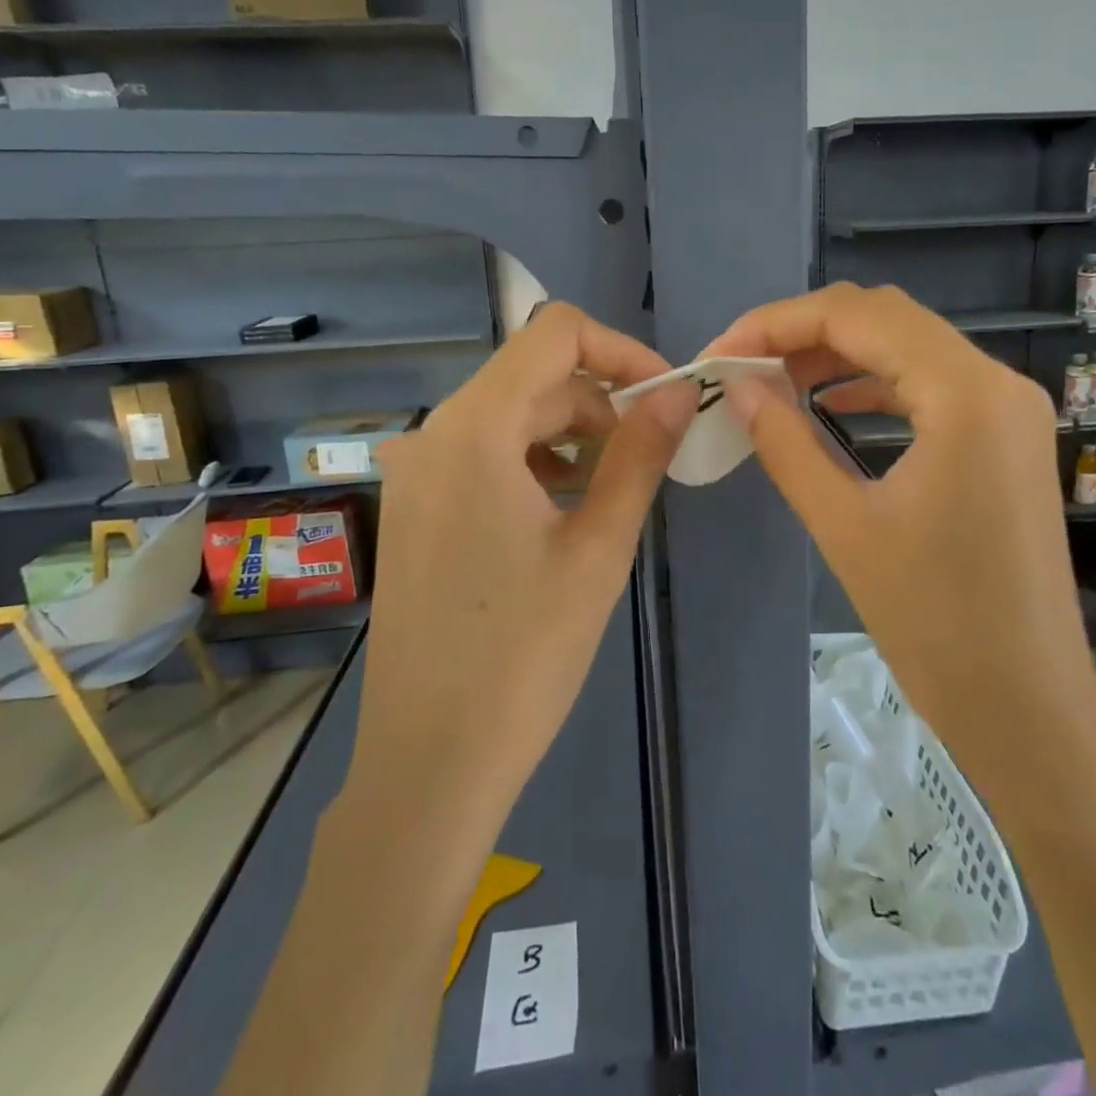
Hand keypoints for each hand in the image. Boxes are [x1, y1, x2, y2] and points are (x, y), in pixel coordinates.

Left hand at [354, 303, 697, 834]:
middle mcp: (433, 434)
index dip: (620, 349)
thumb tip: (682, 391)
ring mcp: (415, 472)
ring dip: (570, 434)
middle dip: (601, 401)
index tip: (665, 396)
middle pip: (533, 376)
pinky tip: (563, 512)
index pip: (554, 332)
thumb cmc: (524, 656)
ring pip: (509, 415)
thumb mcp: (599, 548)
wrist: (429, 763)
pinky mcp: (413, 508)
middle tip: (651, 456)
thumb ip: (641, 454)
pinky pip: (483, 454)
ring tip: (612, 491)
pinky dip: (534, 461)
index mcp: (474, 430)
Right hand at [709, 283, 1095, 768]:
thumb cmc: (934, 622)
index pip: (856, 315)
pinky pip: (932, 383)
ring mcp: (1010, 408)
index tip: (719, 355)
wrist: (1027, 705)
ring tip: (775, 382)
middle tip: (741, 367)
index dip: (776, 324)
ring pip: (909, 345)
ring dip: (839, 353)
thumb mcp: (844, 525)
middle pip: (885, 317)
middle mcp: (998, 381)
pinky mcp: (1008, 436)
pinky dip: (876, 382)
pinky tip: (833, 404)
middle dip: (803, 332)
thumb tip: (737, 387)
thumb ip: (785, 442)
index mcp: (965, 393)